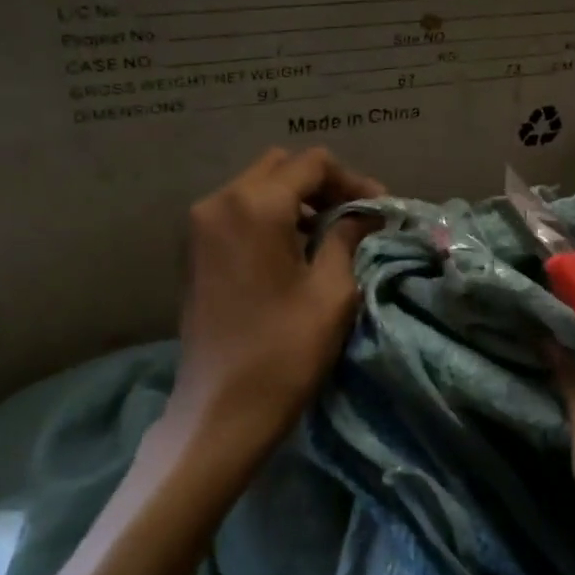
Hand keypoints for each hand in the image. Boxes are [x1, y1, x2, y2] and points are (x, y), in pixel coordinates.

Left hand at [168, 147, 382, 455]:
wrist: (220, 410)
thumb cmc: (284, 350)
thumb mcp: (332, 290)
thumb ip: (347, 237)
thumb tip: (365, 214)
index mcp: (255, 205)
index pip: (312, 164)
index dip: (352, 180)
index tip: (379, 209)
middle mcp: (220, 202)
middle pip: (281, 167)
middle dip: (323, 185)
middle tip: (356, 215)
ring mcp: (200, 225)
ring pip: (257, 186)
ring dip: (296, 199)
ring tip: (331, 231)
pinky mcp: (194, 249)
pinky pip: (238, 211)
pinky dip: (270, 215)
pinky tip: (296, 246)